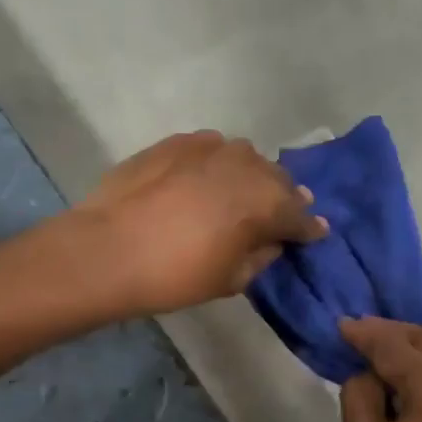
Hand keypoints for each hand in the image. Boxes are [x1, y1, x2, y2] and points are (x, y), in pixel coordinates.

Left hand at [77, 131, 326, 316]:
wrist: (108, 249)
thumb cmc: (176, 275)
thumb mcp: (231, 279)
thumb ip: (261, 255)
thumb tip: (272, 240)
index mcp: (268, 202)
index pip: (300, 215)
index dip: (307, 229)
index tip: (313, 234)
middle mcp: (248, 165)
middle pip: (277, 180)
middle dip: (282, 198)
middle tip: (278, 215)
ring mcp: (211, 147)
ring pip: (245, 159)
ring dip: (250, 176)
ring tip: (240, 193)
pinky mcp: (178, 142)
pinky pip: (211, 150)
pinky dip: (216, 164)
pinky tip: (204, 179)